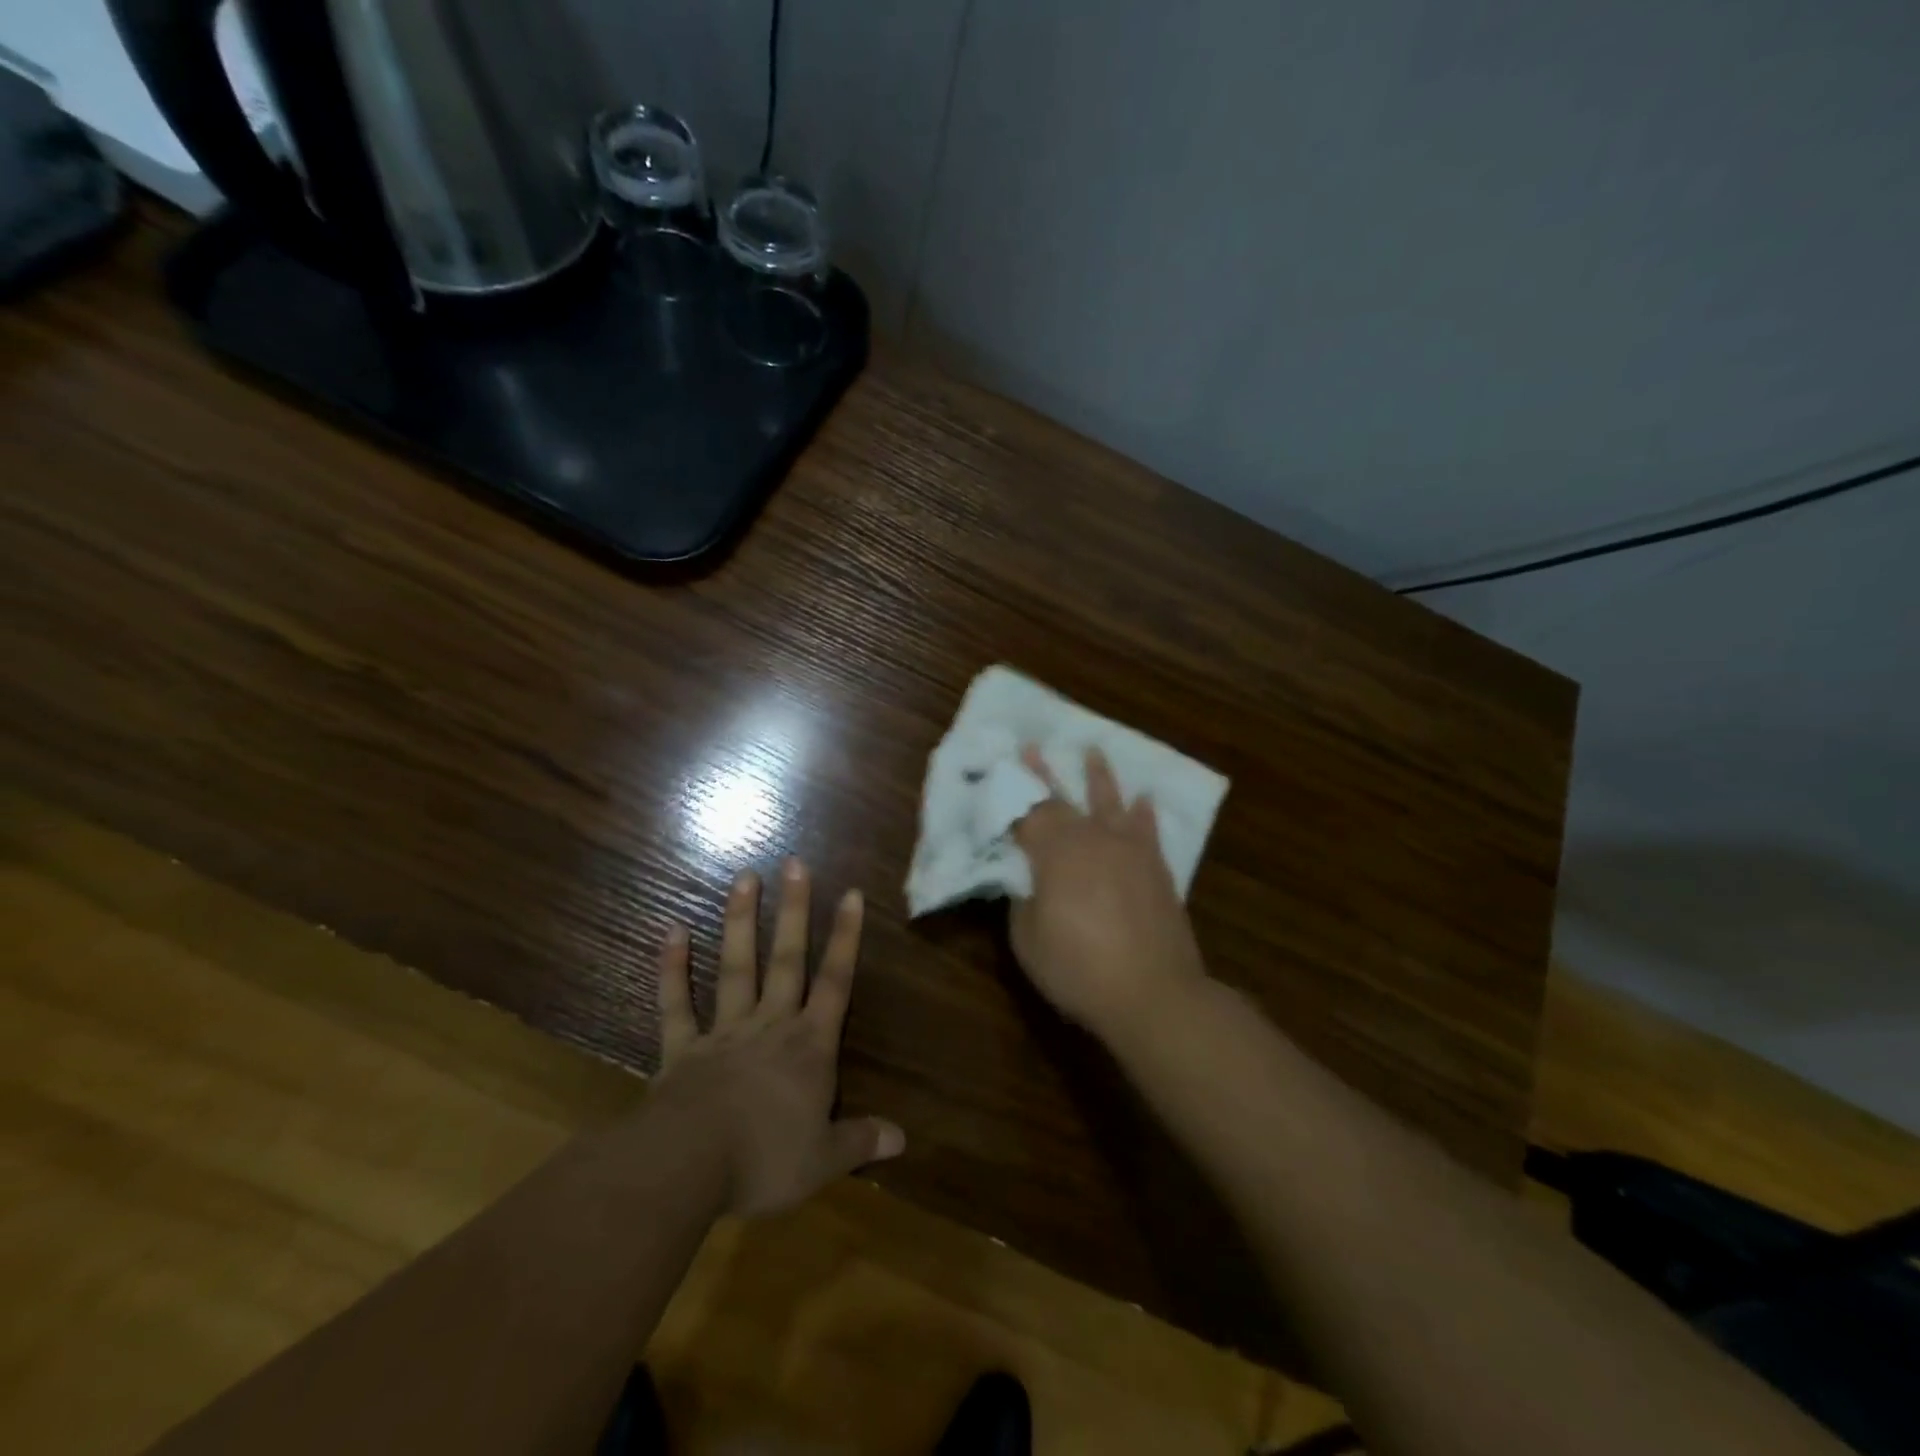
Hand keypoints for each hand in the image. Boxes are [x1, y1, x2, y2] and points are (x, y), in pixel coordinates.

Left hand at [651, 860, 903, 1217]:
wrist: (688, 1167)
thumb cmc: (765, 1160)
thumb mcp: (824, 1160)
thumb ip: (861, 1141)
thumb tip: (902, 1138)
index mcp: (809, 1047)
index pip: (836, 983)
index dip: (846, 938)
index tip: (851, 893)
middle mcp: (770, 1026)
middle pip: (787, 959)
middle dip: (794, 911)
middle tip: (794, 863)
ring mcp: (724, 1032)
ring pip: (736, 967)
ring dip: (741, 921)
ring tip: (744, 876)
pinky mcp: (682, 1050)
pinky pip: (676, 1004)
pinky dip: (673, 968)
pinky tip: (672, 929)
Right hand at [1010, 746, 1208, 1036]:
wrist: (1153, 993)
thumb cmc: (1078, 969)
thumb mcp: (1028, 939)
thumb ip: (1023, 900)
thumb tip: (1026, 879)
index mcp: (1054, 853)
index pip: (1025, 816)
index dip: (1008, 798)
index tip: (997, 775)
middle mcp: (1091, 840)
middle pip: (1061, 800)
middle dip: (1043, 773)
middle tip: (1031, 747)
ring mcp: (1128, 850)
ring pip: (1110, 802)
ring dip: (1099, 775)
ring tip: (1093, 750)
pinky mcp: (1156, 867)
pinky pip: (1147, 829)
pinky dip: (1144, 812)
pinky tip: (1144, 798)